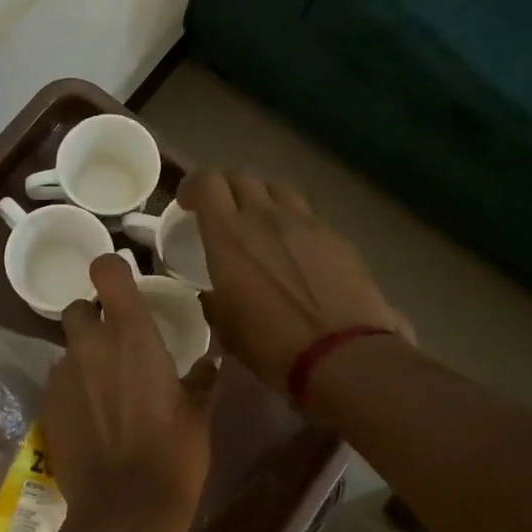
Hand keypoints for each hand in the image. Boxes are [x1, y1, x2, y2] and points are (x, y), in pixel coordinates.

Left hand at [41, 256, 217, 531]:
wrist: (125, 507)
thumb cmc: (173, 453)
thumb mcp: (197, 412)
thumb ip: (201, 378)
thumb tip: (211, 361)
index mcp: (131, 333)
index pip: (106, 270)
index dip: (112, 271)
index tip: (124, 288)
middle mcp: (90, 344)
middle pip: (78, 308)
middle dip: (92, 318)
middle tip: (115, 344)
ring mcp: (63, 374)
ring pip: (67, 347)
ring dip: (83, 357)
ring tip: (105, 389)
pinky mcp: (46, 404)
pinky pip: (59, 381)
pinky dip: (73, 388)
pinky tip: (90, 417)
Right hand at [178, 169, 407, 395]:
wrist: (343, 354)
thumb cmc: (273, 344)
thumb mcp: (226, 327)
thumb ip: (213, 299)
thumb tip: (213, 293)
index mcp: (229, 236)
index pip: (207, 182)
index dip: (193, 185)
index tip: (188, 203)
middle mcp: (265, 217)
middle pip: (242, 177)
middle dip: (226, 187)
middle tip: (221, 211)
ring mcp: (305, 222)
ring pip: (277, 189)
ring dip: (261, 199)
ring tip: (260, 222)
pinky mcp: (336, 235)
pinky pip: (306, 214)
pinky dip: (292, 221)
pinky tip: (295, 247)